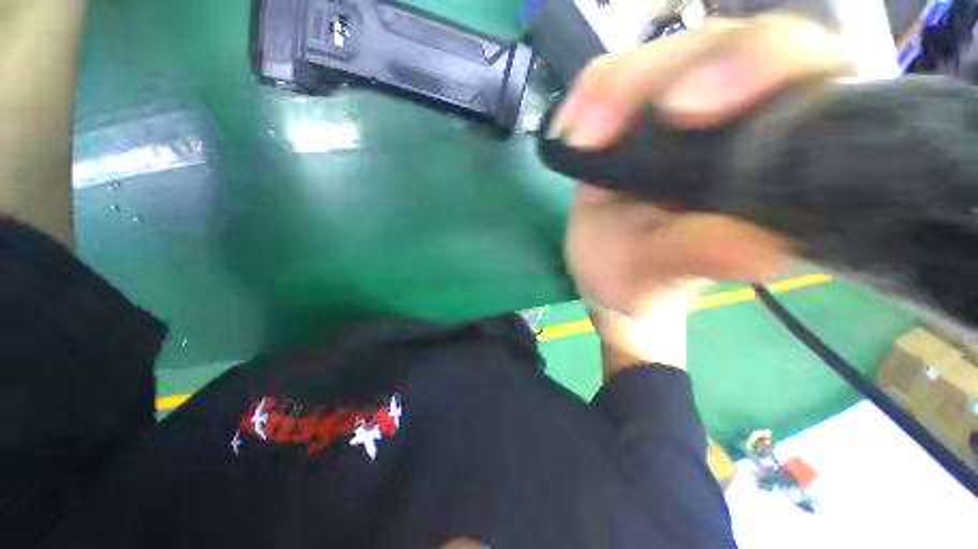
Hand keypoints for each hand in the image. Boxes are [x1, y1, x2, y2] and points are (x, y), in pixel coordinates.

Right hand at [557, 15, 851, 317]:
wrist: (607, 269)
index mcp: (780, 155)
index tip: (684, 113)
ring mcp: (684, 104)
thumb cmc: (639, 279)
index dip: (756, 67)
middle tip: (599, 132)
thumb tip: (762, 245)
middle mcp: (743, 114)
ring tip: (578, 140)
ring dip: (612, 90)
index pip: (802, 74)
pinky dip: (589, 96)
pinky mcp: (636, 110)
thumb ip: (700, 258)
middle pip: (725, 43)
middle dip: (660, 76)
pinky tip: (570, 129)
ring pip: (662, 55)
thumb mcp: (660, 275)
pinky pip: (614, 78)